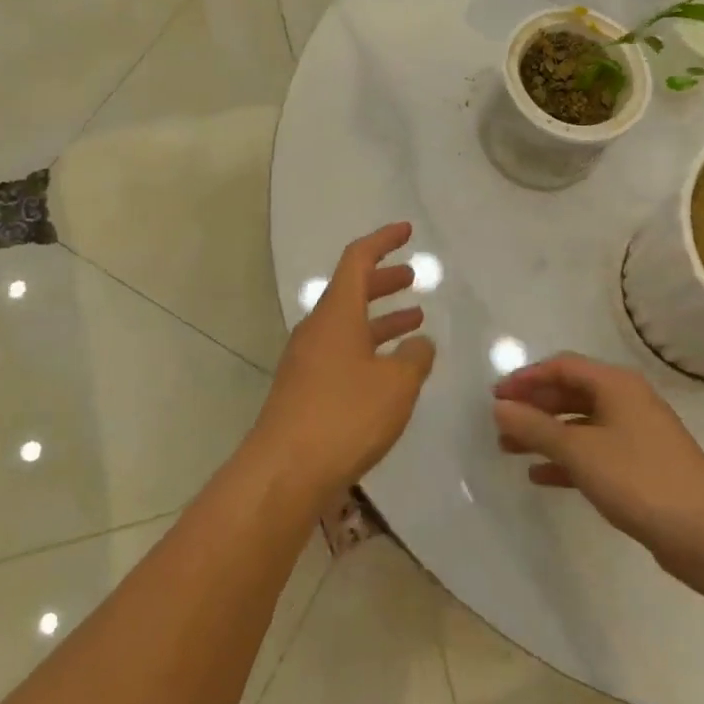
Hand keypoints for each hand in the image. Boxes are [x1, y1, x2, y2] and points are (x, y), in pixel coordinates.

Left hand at [252, 223, 436, 506]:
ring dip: (381, 317)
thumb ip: (415, 358)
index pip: (358, 259)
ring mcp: (307, 360)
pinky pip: (343, 353)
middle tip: (413, 278)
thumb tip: (419, 343)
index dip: (383, 241)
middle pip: (351, 290)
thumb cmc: (344, 416)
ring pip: (349, 324)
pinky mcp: (305, 389)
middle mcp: (317, 329)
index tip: (406, 231)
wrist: (285, 471)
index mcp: (336, 313)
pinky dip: (370, 348)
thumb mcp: (396, 385)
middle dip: (384, 280)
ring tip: (415, 320)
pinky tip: (391, 370)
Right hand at [493, 355, 703, 586]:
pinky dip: (566, 459)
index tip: (496, 397)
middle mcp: (627, 401)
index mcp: (616, 385)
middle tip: (500, 423)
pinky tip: (540, 476)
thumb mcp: (580, 451)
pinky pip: (594, 452)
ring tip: (510, 449)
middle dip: (534, 406)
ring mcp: (636, 435)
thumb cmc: (640, 480)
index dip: (526, 378)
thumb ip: (536, 427)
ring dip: (545, 434)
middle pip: (570, 392)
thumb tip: (499, 407)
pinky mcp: (641, 467)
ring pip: (580, 424)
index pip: (562, 366)